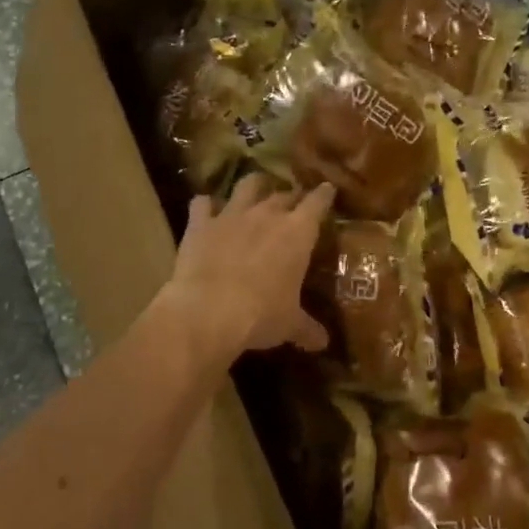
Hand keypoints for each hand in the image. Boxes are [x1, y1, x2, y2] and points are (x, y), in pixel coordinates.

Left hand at [162, 174, 334, 360]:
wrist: (208, 311)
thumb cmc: (261, 315)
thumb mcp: (289, 324)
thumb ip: (306, 328)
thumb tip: (323, 343)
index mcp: (297, 232)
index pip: (318, 202)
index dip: (324, 194)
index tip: (328, 189)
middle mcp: (267, 214)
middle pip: (284, 193)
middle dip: (291, 195)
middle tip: (294, 202)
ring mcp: (231, 214)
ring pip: (247, 185)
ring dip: (254, 186)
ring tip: (256, 190)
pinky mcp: (200, 223)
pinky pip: (201, 203)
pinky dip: (204, 205)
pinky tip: (205, 210)